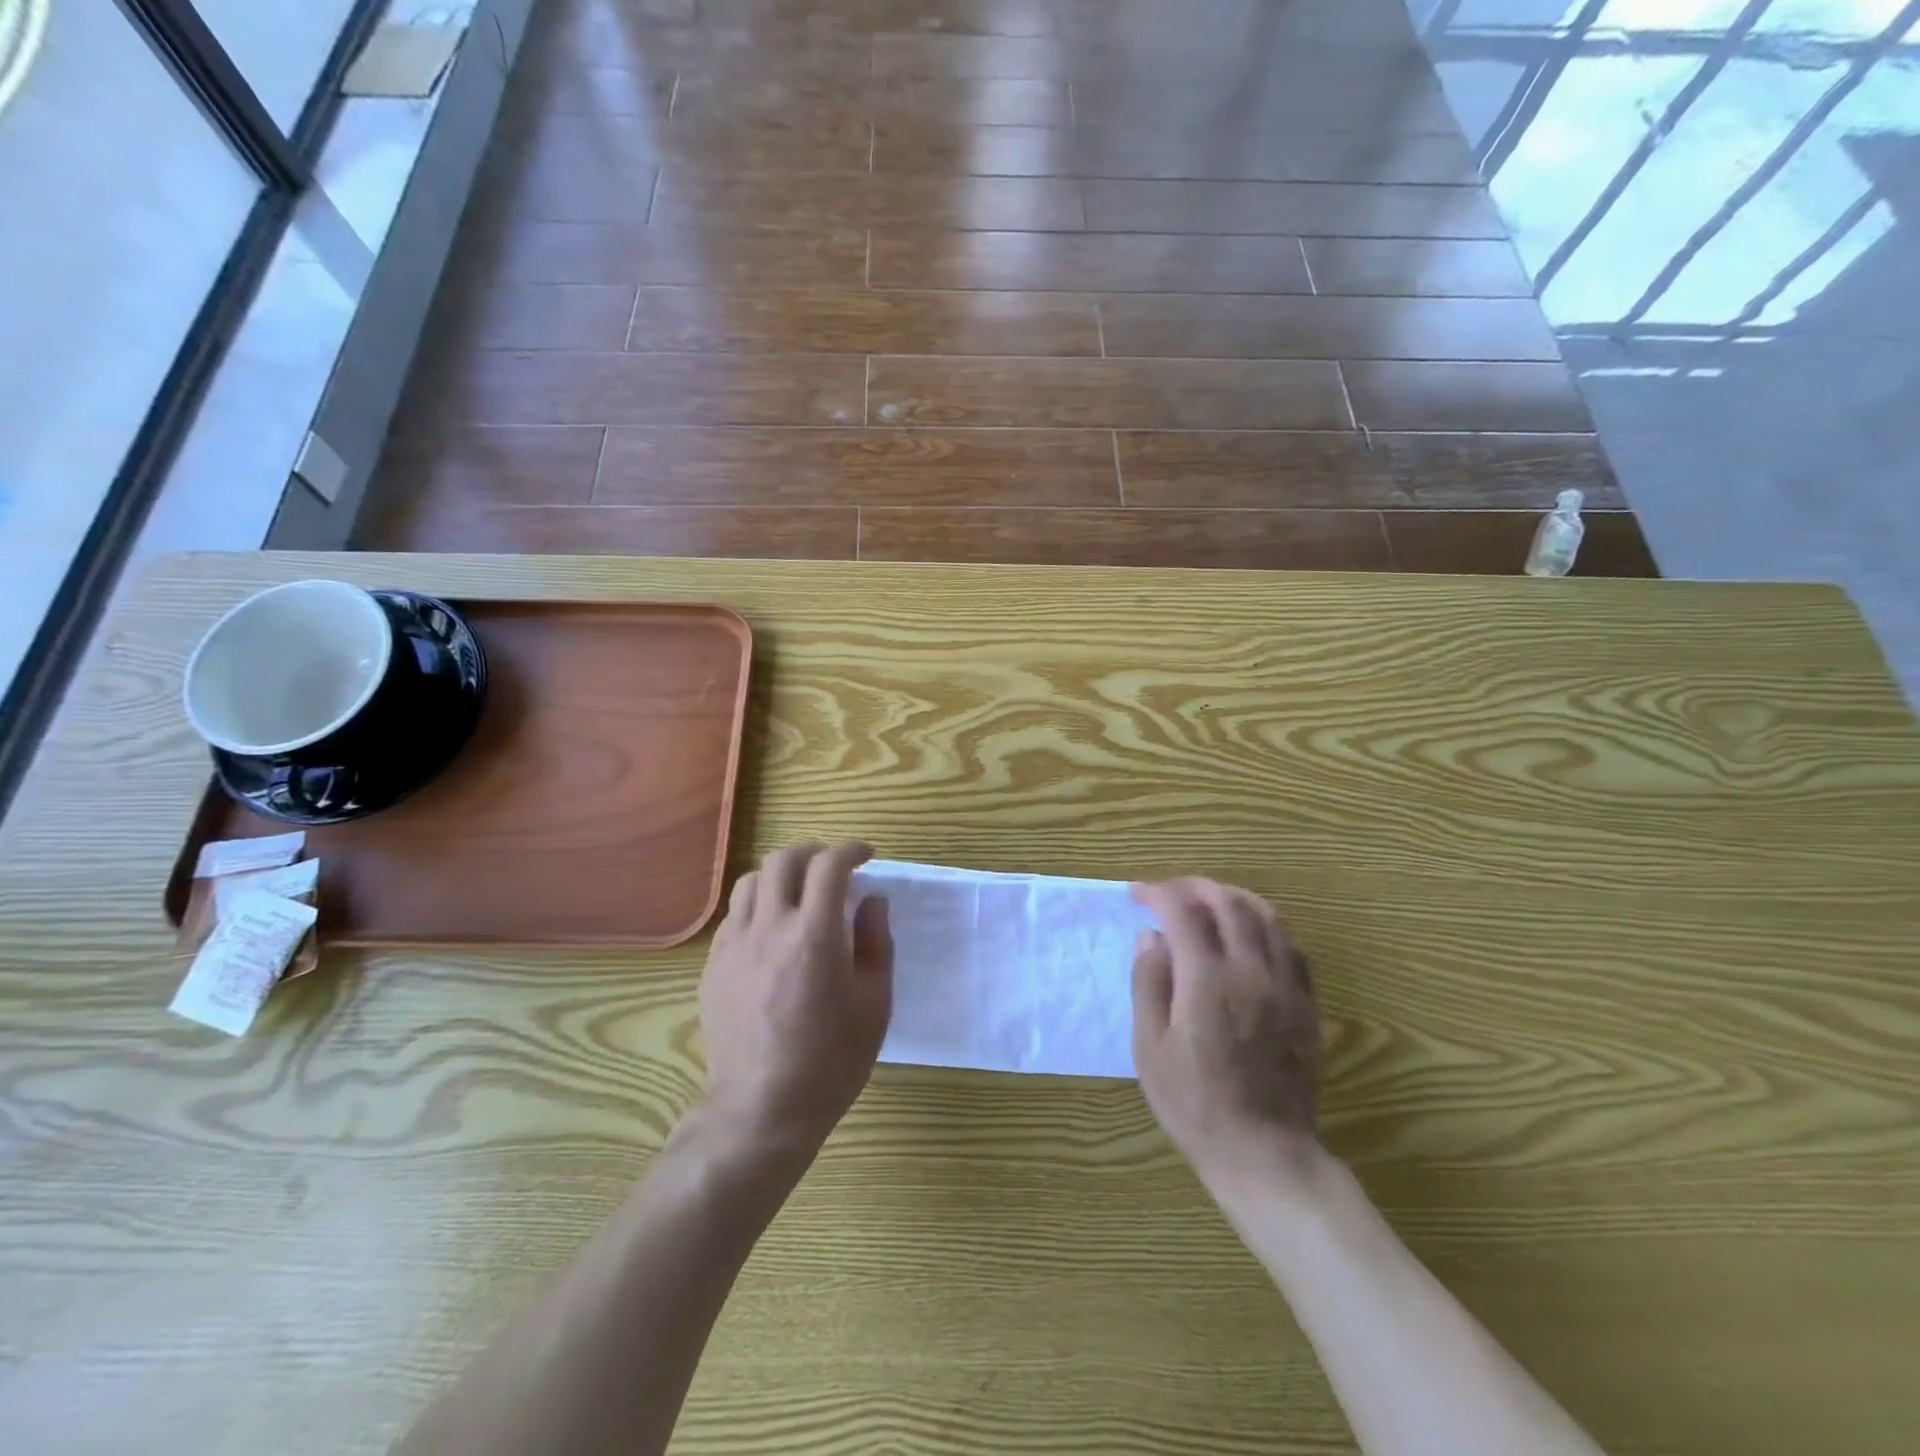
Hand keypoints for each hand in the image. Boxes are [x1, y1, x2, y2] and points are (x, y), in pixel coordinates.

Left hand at [699, 843, 893, 1151]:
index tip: (866, 856)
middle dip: (813, 853)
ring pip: (750, 881)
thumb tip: (872, 900)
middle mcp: (769, 928)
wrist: (761, 1110)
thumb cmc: (830, 1061)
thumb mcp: (874, 1004)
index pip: (829, 866)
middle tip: (833, 869)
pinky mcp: (713, 966)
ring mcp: (734, 946)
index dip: (850, 851)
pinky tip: (771, 931)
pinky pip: (734, 915)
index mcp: (814, 936)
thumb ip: (875, 943)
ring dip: (780, 875)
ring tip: (798, 893)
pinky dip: (757, 906)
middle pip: (783, 860)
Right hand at [1130, 878, 1320, 1181]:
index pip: (1182, 911)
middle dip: (1193, 886)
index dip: (1157, 892)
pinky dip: (1267, 924)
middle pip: (1227, 902)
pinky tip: (1250, 933)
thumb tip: (1150, 936)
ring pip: (1266, 915)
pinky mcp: (1306, 1003)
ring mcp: (1285, 985)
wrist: (1262, 1151)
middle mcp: (1250, 971)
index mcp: (1206, 981)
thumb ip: (1148, 983)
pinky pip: (1292, 945)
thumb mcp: (1149, 1048)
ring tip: (1208, 901)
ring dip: (1232, 897)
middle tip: (1169, 893)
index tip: (1137, 895)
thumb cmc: (1193, 1103)